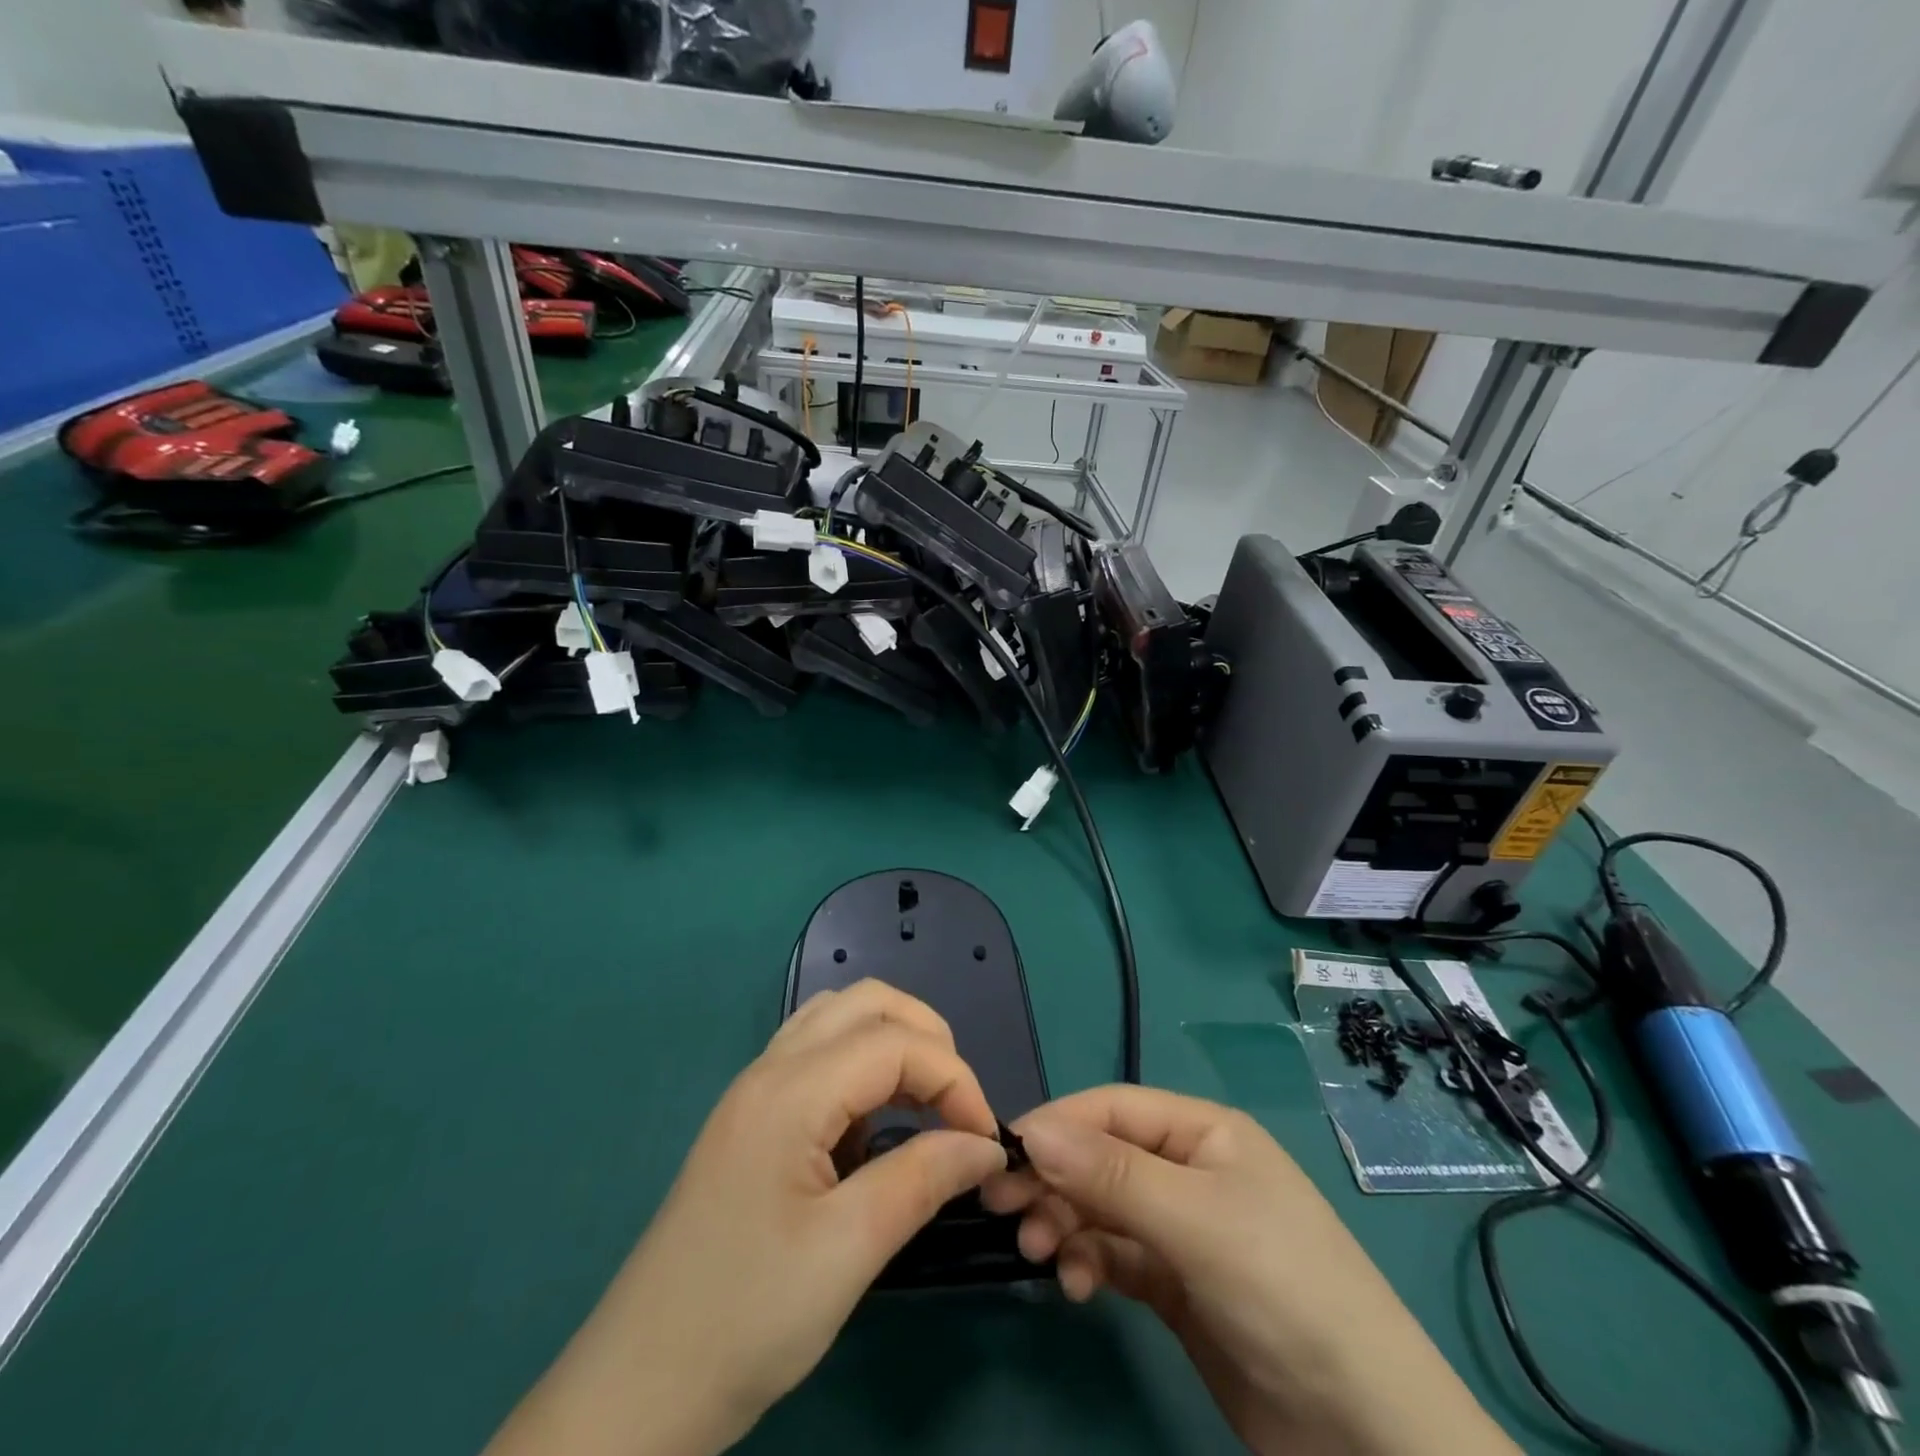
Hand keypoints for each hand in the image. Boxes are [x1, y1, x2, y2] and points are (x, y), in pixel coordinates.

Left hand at [486, 980, 1007, 1455]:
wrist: (638, 1389)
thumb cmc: (747, 1319)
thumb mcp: (849, 1252)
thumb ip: (924, 1179)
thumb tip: (987, 1145)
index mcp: (790, 1091)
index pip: (895, 1042)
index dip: (955, 1080)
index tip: (985, 1142)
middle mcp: (770, 1069)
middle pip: (867, 1002)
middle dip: (928, 1039)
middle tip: (958, 1108)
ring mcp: (754, 1089)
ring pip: (838, 1016)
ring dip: (894, 1041)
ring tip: (926, 1104)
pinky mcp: (750, 1117)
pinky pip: (817, 1052)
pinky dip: (862, 1064)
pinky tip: (872, 1123)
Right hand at [983, 1087, 1517, 1455]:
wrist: (1367, 1435)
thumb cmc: (1284, 1292)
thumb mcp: (1196, 1222)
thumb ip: (1111, 1174)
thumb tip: (1031, 1130)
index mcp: (1203, 1132)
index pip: (1112, 1109)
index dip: (1057, 1125)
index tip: (1001, 1154)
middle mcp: (1189, 1170)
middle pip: (1101, 1156)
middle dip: (1054, 1178)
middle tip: (1003, 1209)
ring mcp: (1182, 1229)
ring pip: (1101, 1206)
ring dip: (1065, 1222)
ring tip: (1040, 1253)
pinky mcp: (1175, 1284)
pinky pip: (1115, 1254)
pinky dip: (1089, 1262)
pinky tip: (1078, 1286)